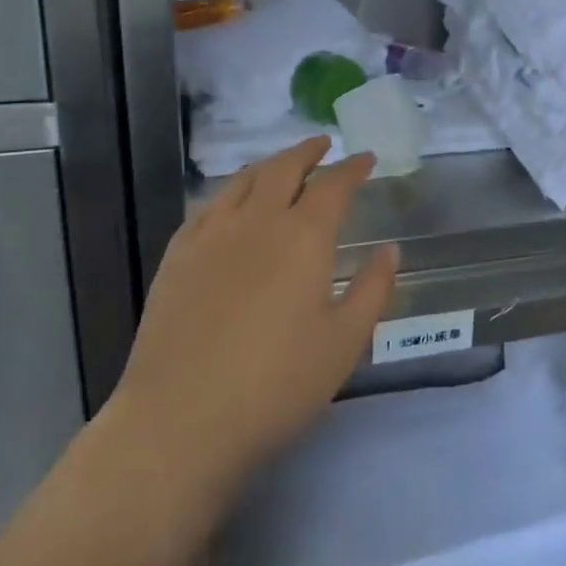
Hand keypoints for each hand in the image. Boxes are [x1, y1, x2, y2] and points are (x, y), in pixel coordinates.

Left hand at [103, 138, 397, 504]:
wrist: (180, 420)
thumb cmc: (276, 386)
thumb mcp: (344, 343)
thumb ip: (372, 290)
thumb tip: (389, 250)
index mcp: (303, 237)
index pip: (333, 185)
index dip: (352, 168)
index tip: (365, 158)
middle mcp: (256, 222)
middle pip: (283, 168)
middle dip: (307, 151)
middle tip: (322, 145)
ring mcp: (210, 235)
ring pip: (242, 182)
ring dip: (268, 165)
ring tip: (281, 165)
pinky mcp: (176, 257)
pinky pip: (208, 207)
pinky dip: (230, 193)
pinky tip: (230, 205)